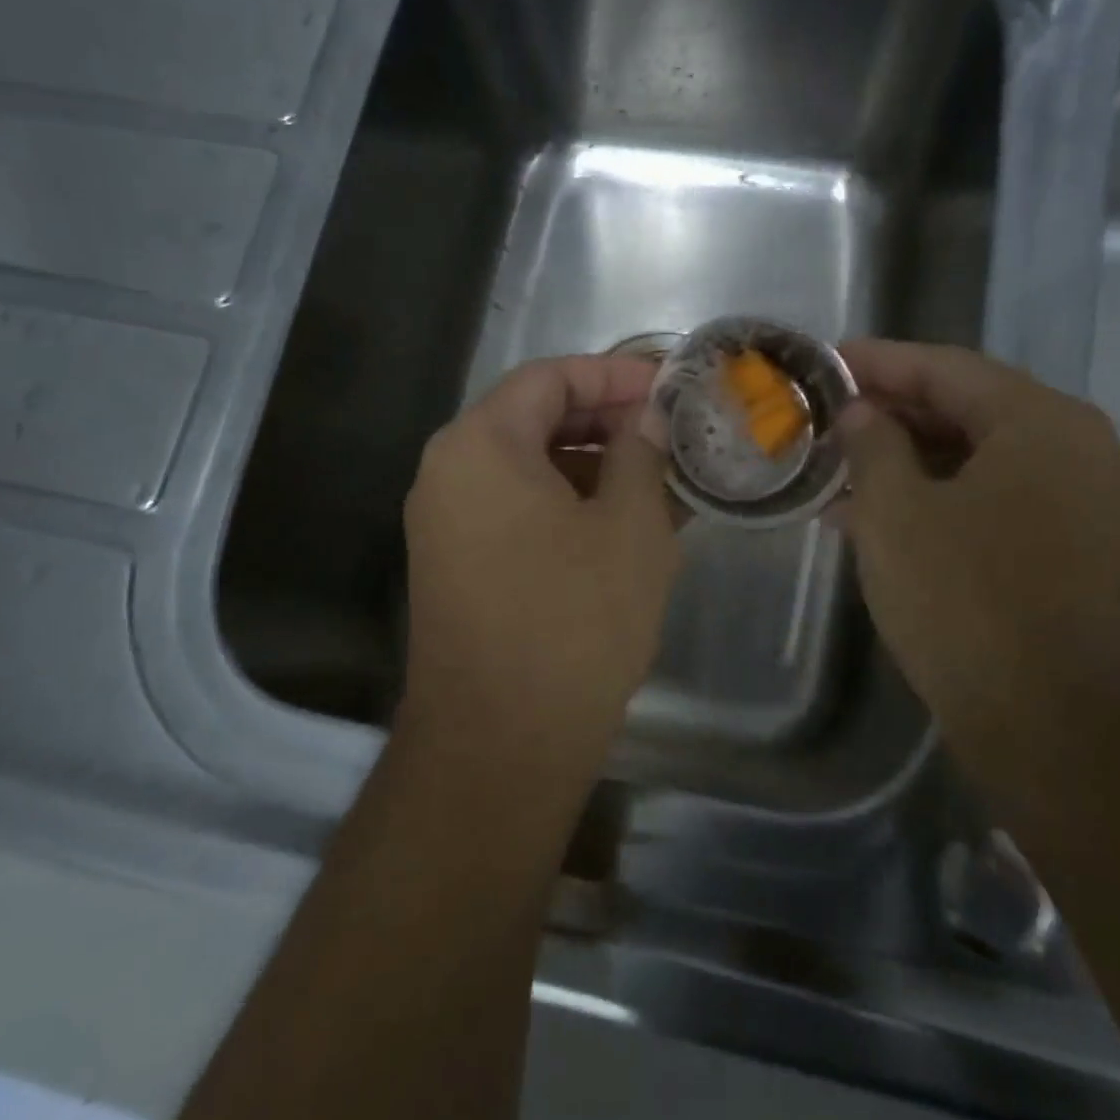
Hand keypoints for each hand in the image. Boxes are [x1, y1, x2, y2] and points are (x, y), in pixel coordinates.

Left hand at [400, 355, 680, 778]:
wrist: (501, 744)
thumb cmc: (573, 621)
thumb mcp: (629, 526)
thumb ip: (641, 453)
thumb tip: (647, 416)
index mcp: (480, 445)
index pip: (549, 378)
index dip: (614, 375)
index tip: (668, 388)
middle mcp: (450, 473)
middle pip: (535, 419)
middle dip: (608, 422)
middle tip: (671, 434)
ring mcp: (448, 524)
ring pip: (530, 470)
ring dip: (595, 468)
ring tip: (662, 482)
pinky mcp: (460, 566)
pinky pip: (519, 512)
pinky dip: (571, 506)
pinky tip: (626, 527)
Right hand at [835, 340, 1119, 766]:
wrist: (1063, 732)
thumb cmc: (969, 604)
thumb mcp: (896, 514)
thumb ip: (873, 446)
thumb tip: (864, 414)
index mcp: (1040, 422)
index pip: (945, 367)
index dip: (877, 361)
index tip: (824, 361)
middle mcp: (1074, 450)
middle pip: (966, 409)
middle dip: (889, 414)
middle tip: (825, 418)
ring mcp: (1080, 505)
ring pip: (976, 461)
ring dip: (907, 464)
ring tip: (838, 472)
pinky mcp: (1072, 554)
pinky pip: (993, 503)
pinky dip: (936, 502)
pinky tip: (879, 521)